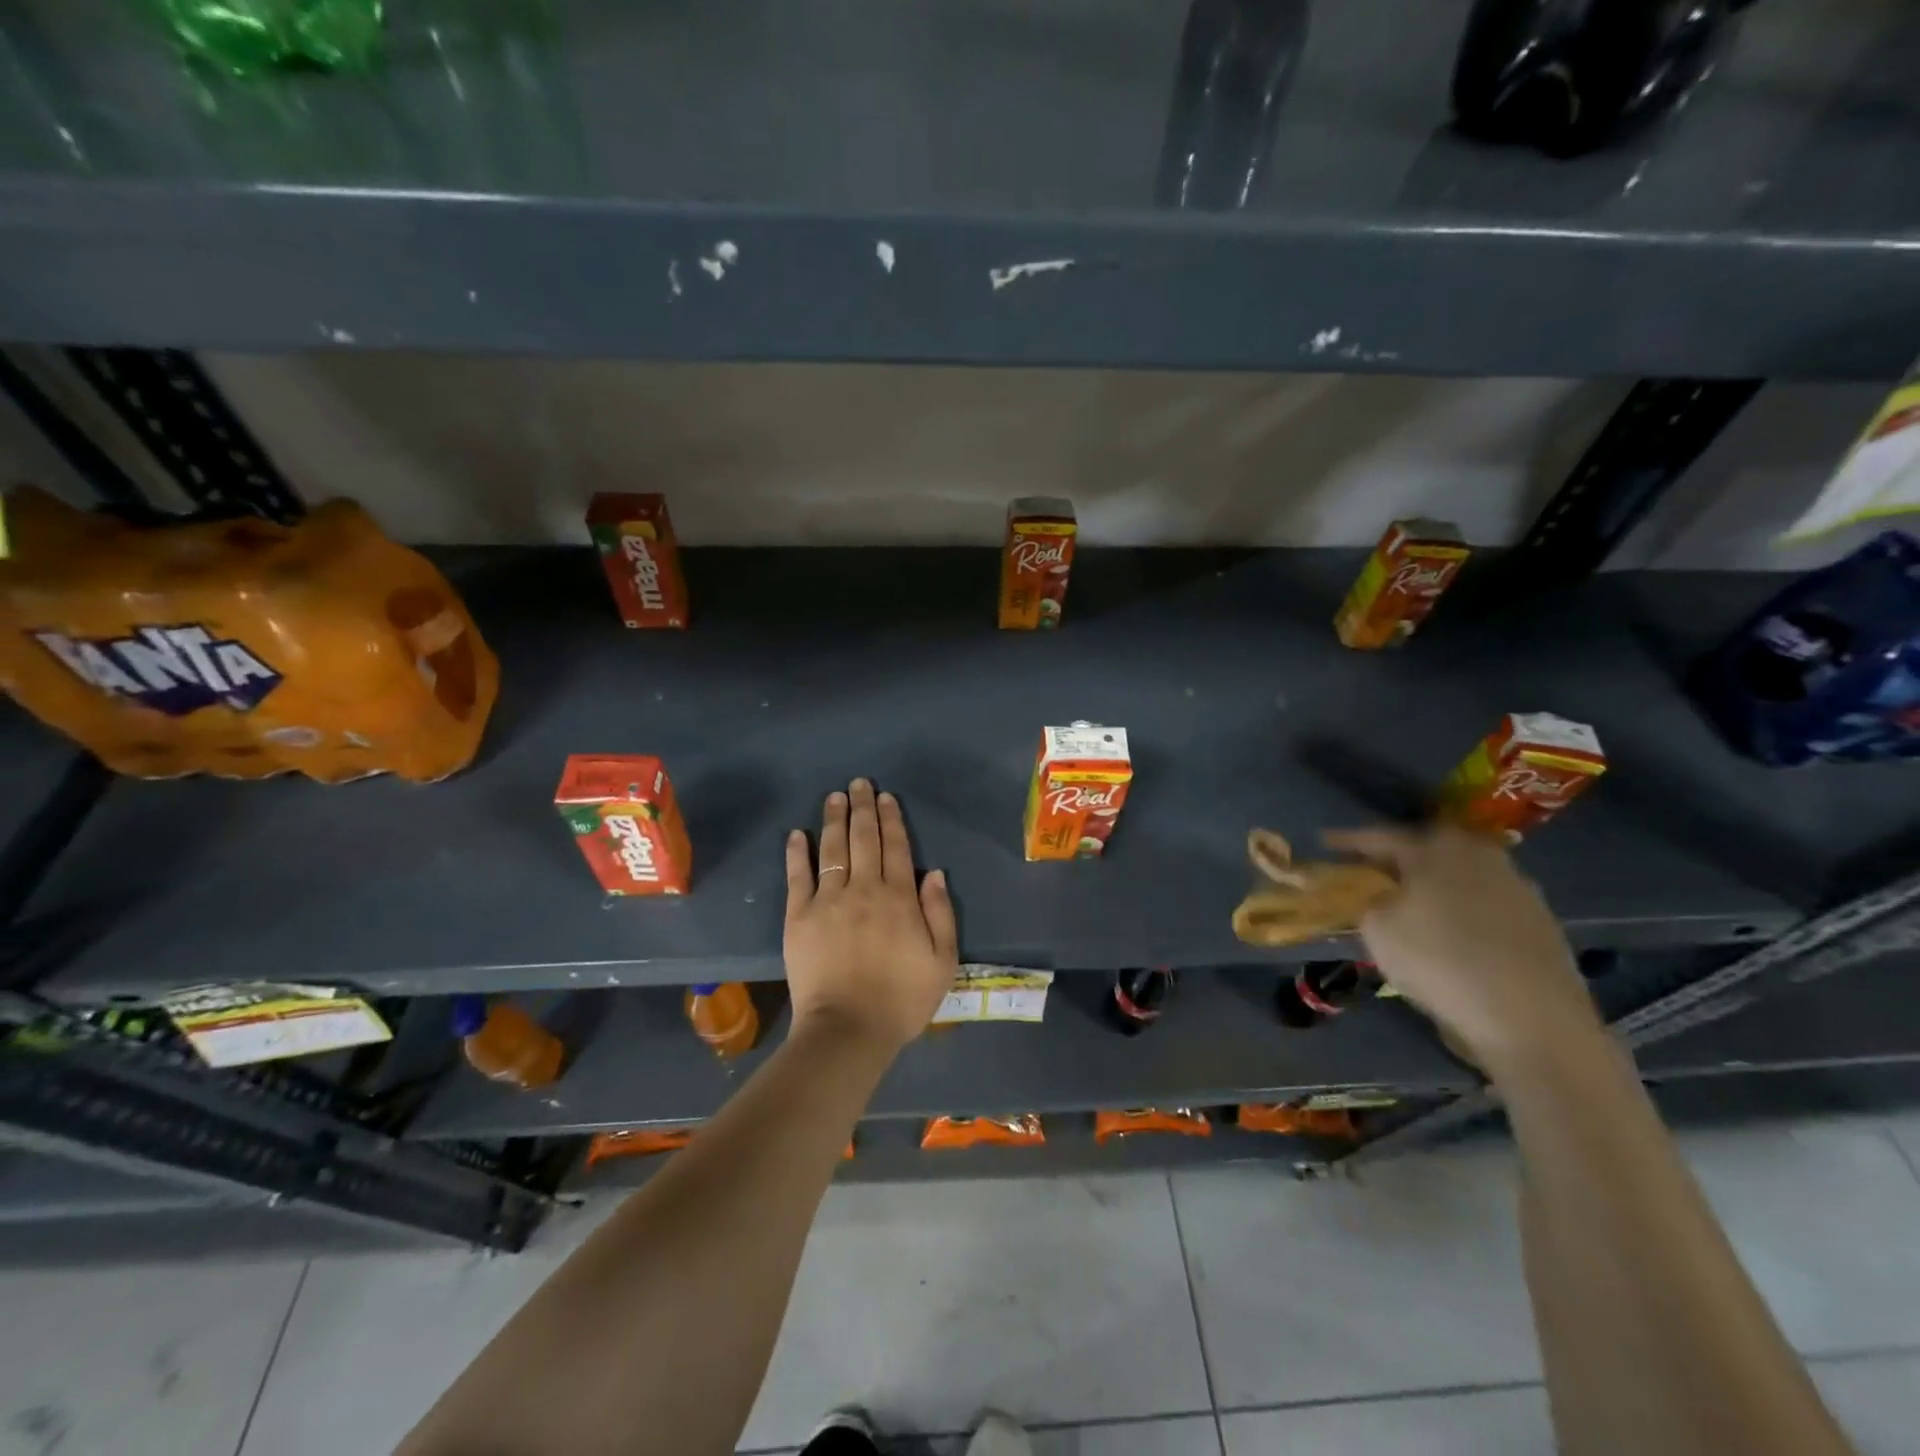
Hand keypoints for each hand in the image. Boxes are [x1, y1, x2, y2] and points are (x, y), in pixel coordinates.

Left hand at [783, 779, 958, 1055]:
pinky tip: (797, 833)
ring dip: (834, 819)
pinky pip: (798, 877)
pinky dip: (797, 853)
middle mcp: (864, 889)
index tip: (886, 797)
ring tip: (834, 796)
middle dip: (863, 807)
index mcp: (898, 898)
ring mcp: (828, 900)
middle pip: (863, 839)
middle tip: (859, 783)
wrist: (848, 1029)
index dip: (891, 819)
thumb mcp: (942, 962)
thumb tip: (936, 874)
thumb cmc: (901, 999)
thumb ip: (941, 914)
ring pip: (832, 849)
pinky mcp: (799, 916)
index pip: (896, 847)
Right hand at [1324, 823, 1603, 1072]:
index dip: (1348, 841)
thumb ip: (1365, 899)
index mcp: (1434, 848)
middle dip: (1398, 856)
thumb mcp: (1377, 929)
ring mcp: (1515, 886)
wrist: (1532, 1021)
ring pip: (1459, 873)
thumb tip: (1372, 893)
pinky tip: (1452, 930)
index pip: (1379, 836)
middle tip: (1372, 870)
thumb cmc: (1440, 962)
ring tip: (1412, 900)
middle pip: (1427, 847)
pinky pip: (1485, 900)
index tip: (1325, 842)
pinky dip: (1462, 907)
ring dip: (1434, 882)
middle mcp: (1478, 855)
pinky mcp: (1539, 920)